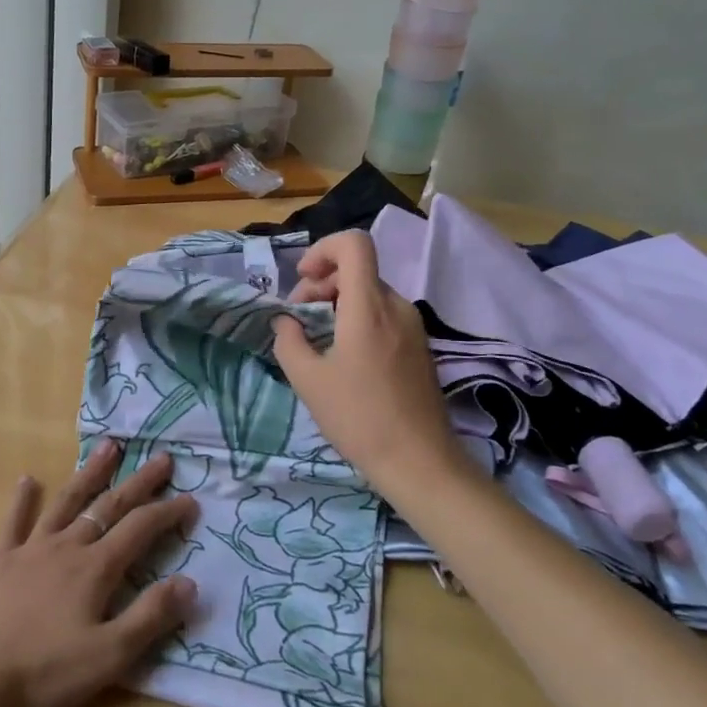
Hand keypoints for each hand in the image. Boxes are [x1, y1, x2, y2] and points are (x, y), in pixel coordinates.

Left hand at [0, 442, 198, 706]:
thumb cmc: (43, 674)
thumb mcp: (108, 656)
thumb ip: (150, 618)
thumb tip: (190, 582)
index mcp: (96, 568)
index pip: (140, 529)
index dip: (167, 513)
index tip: (191, 499)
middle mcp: (67, 546)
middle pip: (109, 506)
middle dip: (139, 482)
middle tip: (162, 458)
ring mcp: (31, 550)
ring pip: (68, 502)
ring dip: (90, 474)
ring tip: (109, 447)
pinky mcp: (1, 562)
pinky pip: (14, 523)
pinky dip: (22, 500)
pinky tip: (27, 480)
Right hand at [270, 231, 460, 492]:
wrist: (420, 463)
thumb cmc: (359, 418)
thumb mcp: (308, 381)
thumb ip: (289, 341)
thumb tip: (286, 322)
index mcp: (369, 306)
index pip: (354, 244)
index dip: (323, 249)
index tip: (304, 280)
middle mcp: (396, 306)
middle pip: (358, 270)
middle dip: (322, 283)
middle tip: (300, 318)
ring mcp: (413, 326)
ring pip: (370, 293)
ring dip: (338, 303)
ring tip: (318, 340)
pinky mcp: (420, 346)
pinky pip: (384, 315)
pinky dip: (358, 320)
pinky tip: (344, 357)